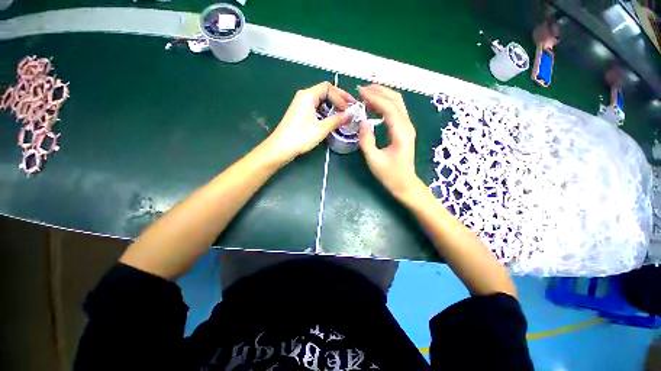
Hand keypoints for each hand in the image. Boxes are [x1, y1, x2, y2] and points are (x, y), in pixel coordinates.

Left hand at [264, 82, 354, 161]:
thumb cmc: (301, 136)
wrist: (281, 147)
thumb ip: (336, 120)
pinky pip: (316, 108)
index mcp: (308, 95)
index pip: (328, 88)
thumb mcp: (321, 128)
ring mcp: (301, 105)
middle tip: (349, 107)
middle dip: (339, 99)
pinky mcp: (300, 114)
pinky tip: (331, 120)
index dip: (341, 96)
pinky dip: (326, 112)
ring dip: (333, 106)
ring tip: (343, 114)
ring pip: (321, 101)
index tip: (348, 109)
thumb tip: (349, 115)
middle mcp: (304, 97)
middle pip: (325, 92)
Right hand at [358, 85, 421, 199]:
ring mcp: (407, 127)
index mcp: (401, 132)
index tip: (360, 92)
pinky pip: (396, 111)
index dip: (374, 97)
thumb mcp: (373, 159)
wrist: (405, 183)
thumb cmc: (389, 174)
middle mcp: (407, 126)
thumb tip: (362, 121)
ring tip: (367, 95)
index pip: (388, 107)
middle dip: (379, 91)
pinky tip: (374, 107)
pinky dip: (385, 105)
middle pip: (396, 100)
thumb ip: (366, 140)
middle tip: (362, 90)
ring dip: (383, 96)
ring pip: (397, 103)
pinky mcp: (405, 130)